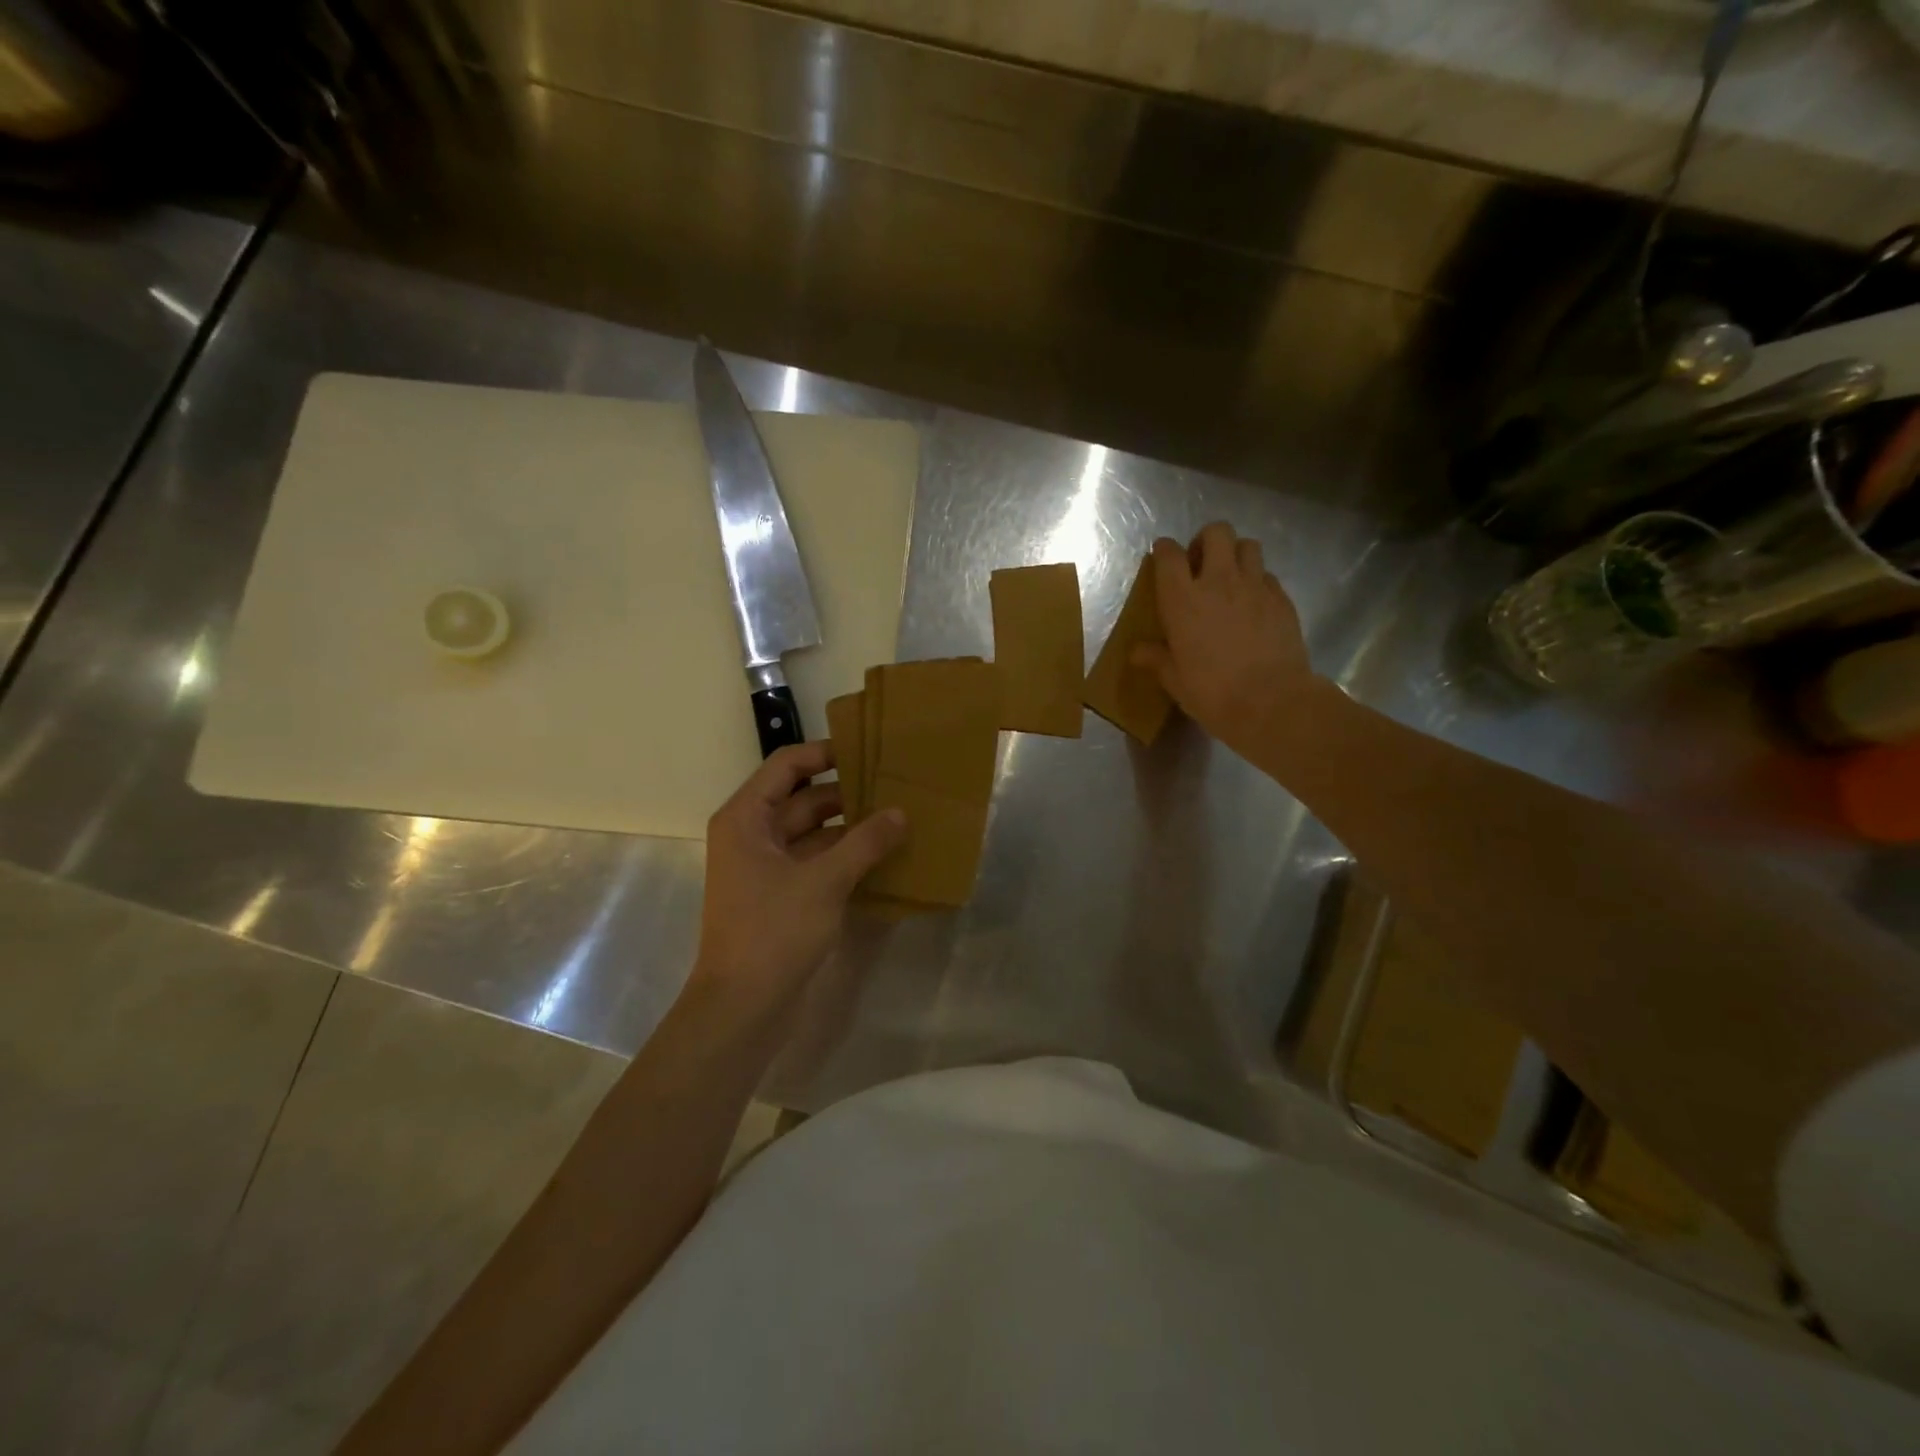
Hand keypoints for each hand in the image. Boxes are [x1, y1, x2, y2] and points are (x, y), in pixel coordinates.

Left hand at [694, 741, 905, 1021]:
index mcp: (745, 818)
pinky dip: (844, 857)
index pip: (787, 766)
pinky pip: (815, 862)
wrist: (742, 1008)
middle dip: (847, 794)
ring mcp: (765, 867)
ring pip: (812, 833)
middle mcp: (751, 835)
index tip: (869, 752)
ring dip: (850, 828)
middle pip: (803, 799)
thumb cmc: (773, 932)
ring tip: (897, 819)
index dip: (826, 754)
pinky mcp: (780, 895)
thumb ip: (865, 842)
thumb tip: (900, 813)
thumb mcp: (824, 881)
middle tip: (895, 787)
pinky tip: (883, 857)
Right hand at [1133, 523, 1320, 753]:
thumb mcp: (1175, 680)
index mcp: (1182, 599)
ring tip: (1231, 578)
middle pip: (1216, 532)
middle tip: (1201, 565)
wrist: (1271, 702)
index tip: (1162, 558)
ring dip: (1236, 554)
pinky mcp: (1282, 599)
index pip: (1169, 554)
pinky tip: (1254, 604)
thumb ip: (1156, 659)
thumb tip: (1137, 652)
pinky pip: (1268, 575)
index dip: (1164, 550)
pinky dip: (1258, 581)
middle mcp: (1219, 582)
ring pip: (1248, 545)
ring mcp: (1255, 586)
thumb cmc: (1212, 692)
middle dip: (1206, 541)